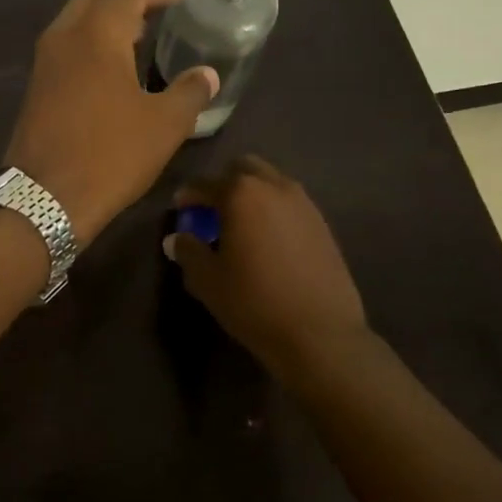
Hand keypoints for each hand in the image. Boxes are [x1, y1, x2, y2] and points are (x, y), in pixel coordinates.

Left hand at [7, 0, 218, 244]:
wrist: (44, 199)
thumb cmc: (110, 155)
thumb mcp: (164, 126)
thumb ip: (190, 92)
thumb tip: (207, 75)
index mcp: (97, 35)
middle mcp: (65, 37)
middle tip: (156, 7)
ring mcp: (45, 62)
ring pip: (75, 19)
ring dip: (105, 16)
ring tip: (138, 33)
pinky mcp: (36, 86)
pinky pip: (66, 44)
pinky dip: (90, 39)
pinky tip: (111, 66)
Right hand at [163, 156, 368, 377]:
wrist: (319, 332)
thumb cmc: (254, 302)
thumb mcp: (208, 280)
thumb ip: (188, 251)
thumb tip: (178, 238)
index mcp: (242, 193)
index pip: (205, 184)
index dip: (188, 195)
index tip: (180, 208)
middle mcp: (275, 186)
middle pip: (244, 169)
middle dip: (224, 183)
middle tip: (212, 211)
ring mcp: (304, 202)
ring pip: (271, 182)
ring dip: (252, 195)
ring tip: (242, 225)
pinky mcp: (323, 223)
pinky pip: (290, 203)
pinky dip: (274, 211)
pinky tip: (268, 240)